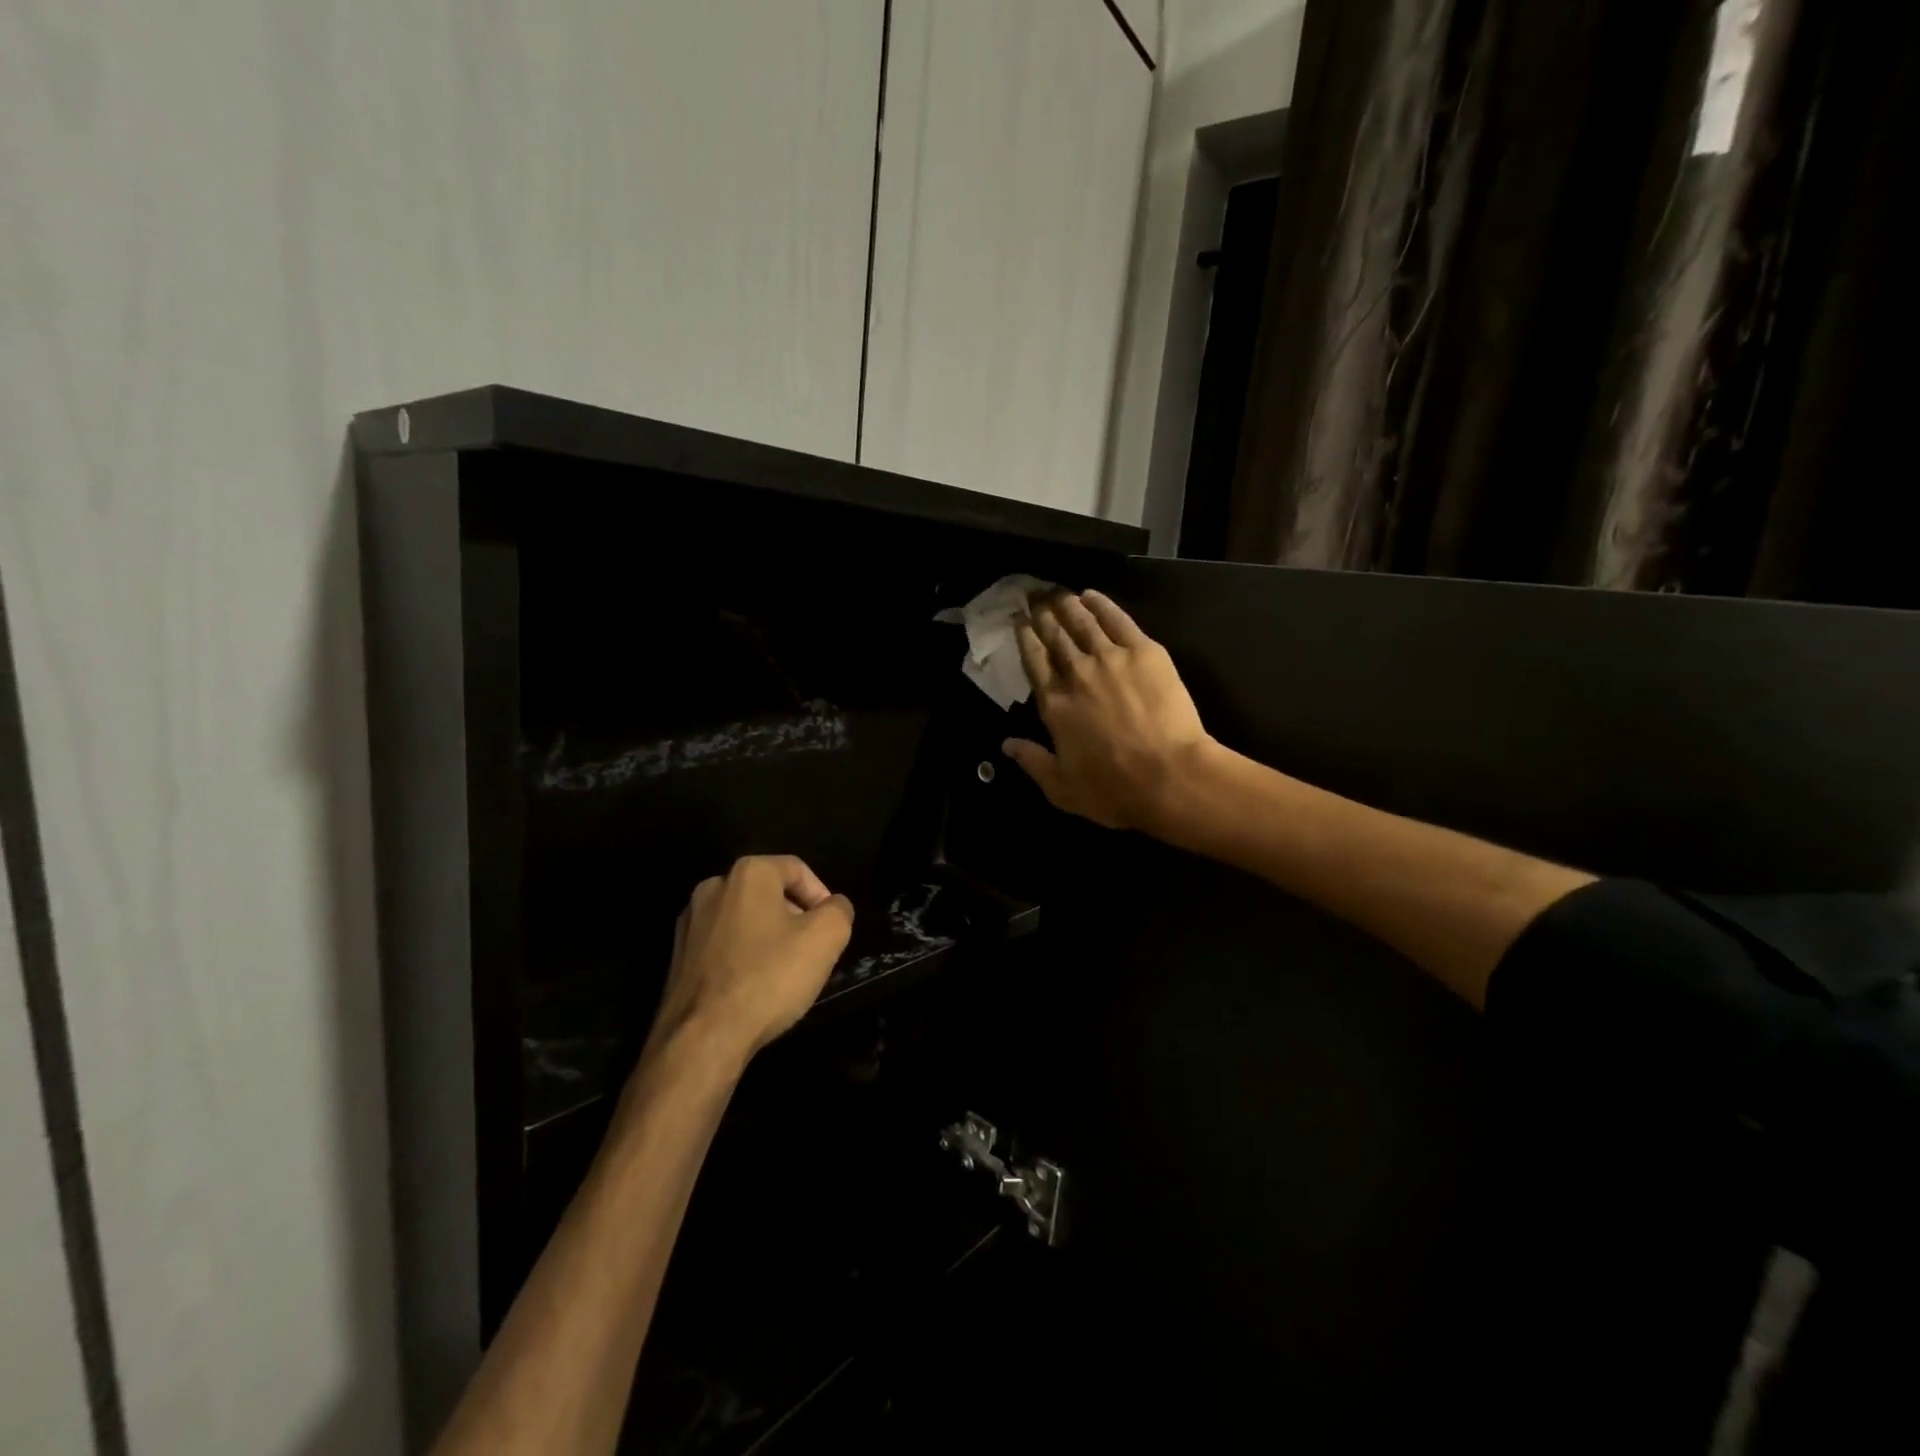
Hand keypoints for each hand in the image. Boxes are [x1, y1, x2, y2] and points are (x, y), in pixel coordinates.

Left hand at [646, 856, 854, 1068]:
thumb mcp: (826, 938)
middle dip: (794, 917)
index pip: (797, 869)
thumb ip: (838, 911)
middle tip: (811, 951)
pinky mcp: (677, 956)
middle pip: (769, 893)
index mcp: (748, 873)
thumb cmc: (769, 978)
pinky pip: (722, 945)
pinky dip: (741, 958)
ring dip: (768, 938)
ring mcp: (690, 922)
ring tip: (783, 973)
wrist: (702, 1039)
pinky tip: (752, 988)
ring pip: (744, 920)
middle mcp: (713, 887)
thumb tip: (833, 907)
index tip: (831, 929)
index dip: (821, 897)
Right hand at [1004, 590, 1213, 831]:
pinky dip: (1101, 604)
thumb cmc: (1114, 788)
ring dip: (1067, 604)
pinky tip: (1091, 595)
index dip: (1025, 638)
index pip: (1034, 661)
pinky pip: (1117, 619)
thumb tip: (1006, 744)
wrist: (1169, 775)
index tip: (1019, 622)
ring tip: (1057, 591)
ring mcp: (1110, 658)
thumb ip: (1032, 762)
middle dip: (1042, 615)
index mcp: (1054, 704)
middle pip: (1054, 636)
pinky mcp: (1144, 651)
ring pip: (1082, 621)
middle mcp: (1076, 673)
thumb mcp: (1061, 788)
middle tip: (1034, 596)